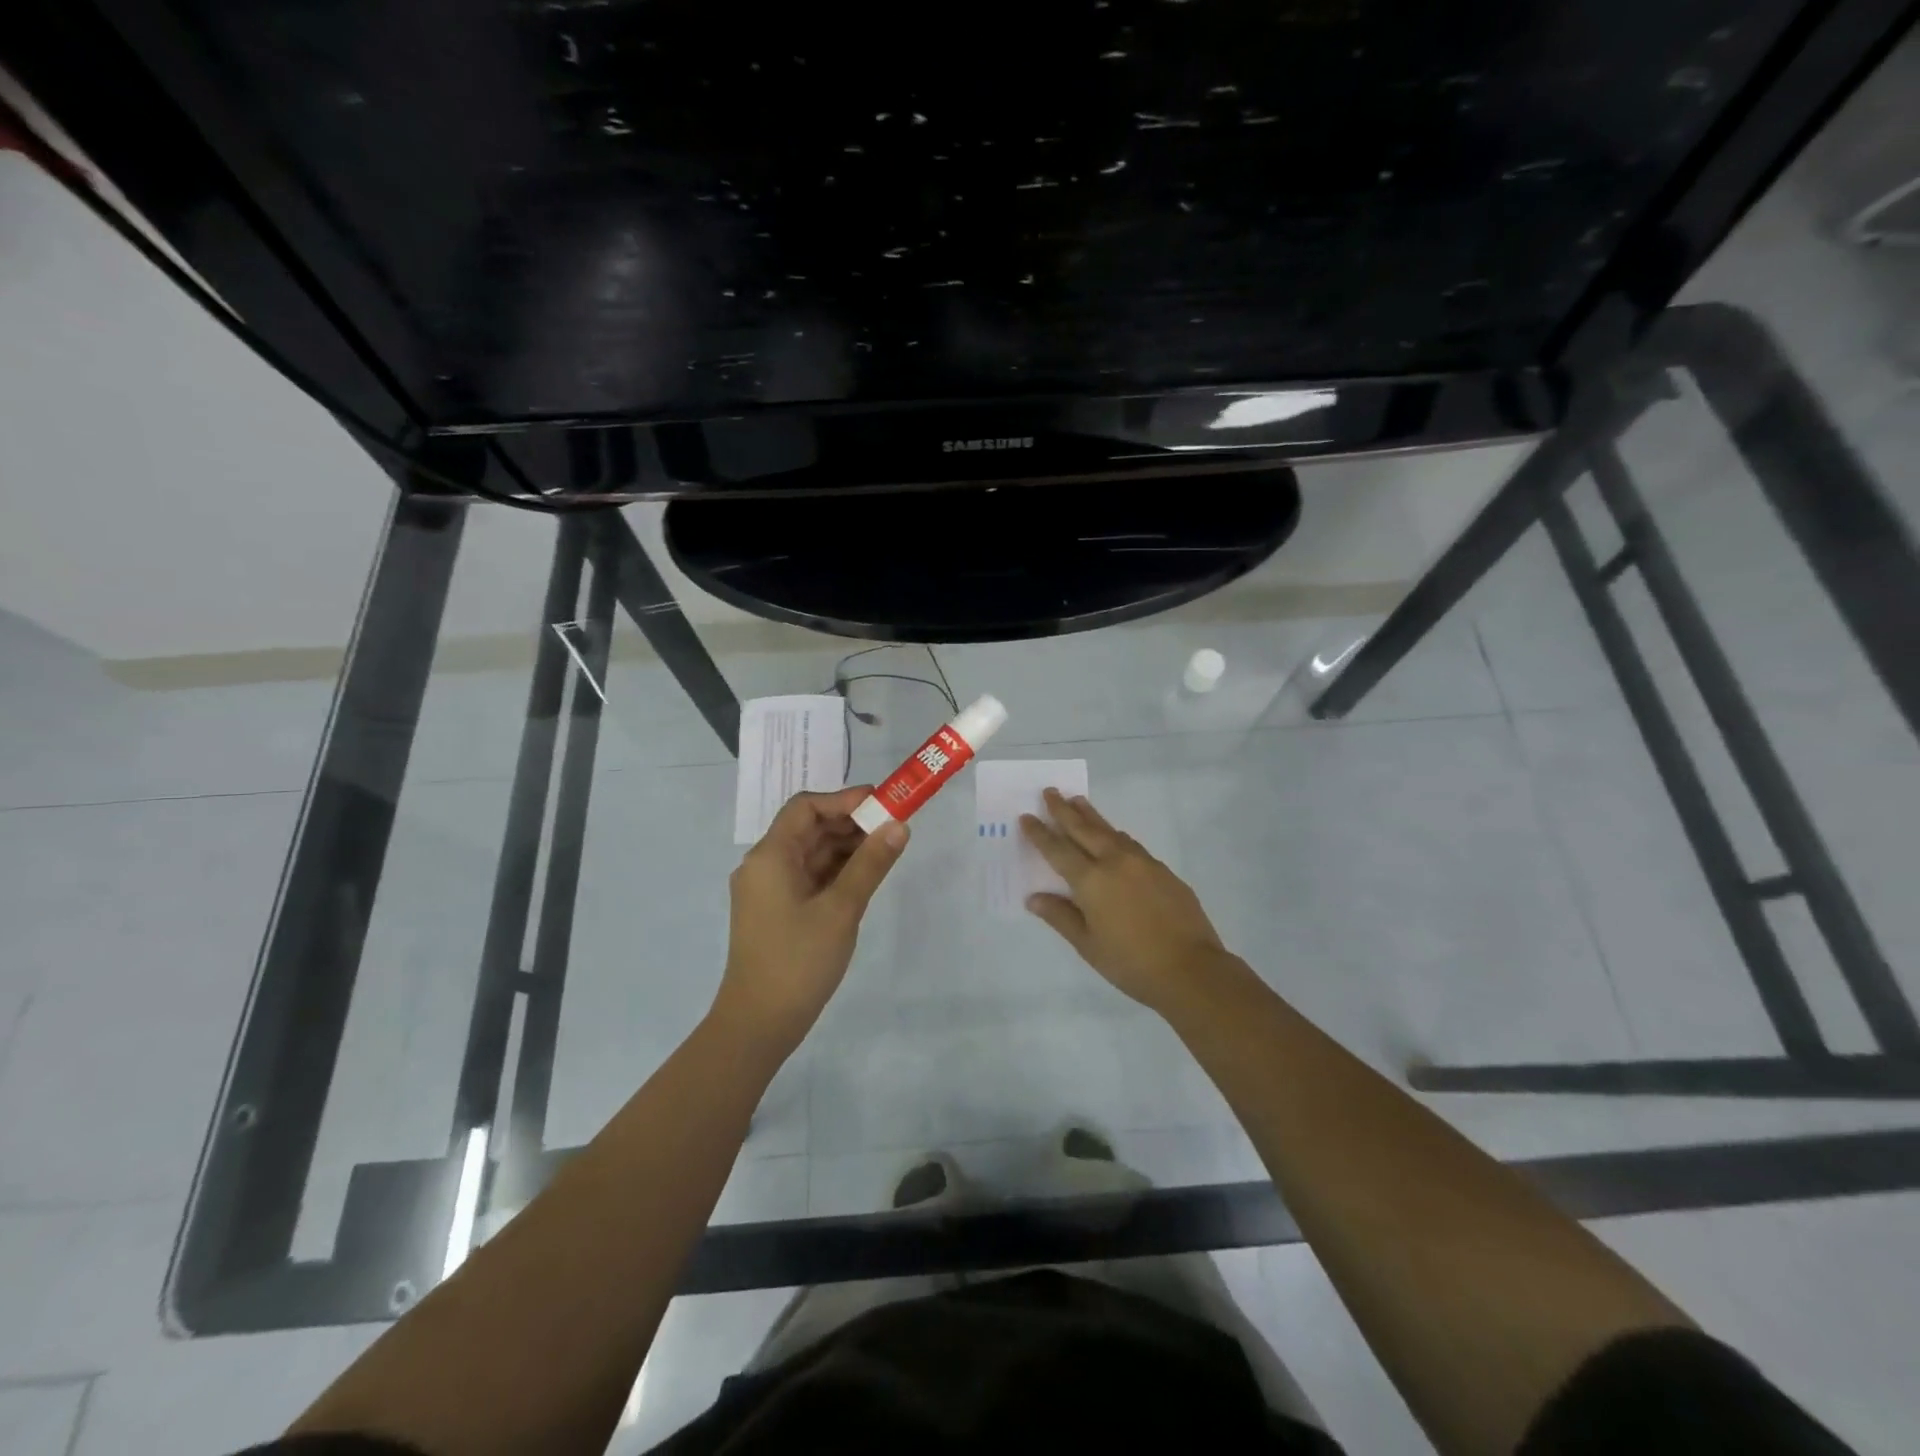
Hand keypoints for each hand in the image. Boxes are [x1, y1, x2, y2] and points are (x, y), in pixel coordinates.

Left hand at [713, 786, 907, 1054]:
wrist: (758, 1024)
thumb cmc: (798, 961)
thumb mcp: (841, 909)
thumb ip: (870, 864)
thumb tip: (898, 826)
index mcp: (770, 856)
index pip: (806, 807)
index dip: (844, 799)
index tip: (882, 802)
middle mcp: (764, 865)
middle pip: (808, 828)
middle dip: (850, 823)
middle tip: (892, 825)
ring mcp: (769, 890)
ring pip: (810, 853)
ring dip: (845, 847)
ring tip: (886, 849)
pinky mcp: (777, 911)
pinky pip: (808, 876)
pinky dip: (835, 870)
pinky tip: (865, 875)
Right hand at [1021, 789, 1231, 1013]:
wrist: (1191, 969)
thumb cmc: (1131, 963)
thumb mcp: (1087, 945)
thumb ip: (1060, 916)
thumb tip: (1034, 898)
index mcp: (1091, 881)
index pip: (1058, 850)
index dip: (1040, 833)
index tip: (1026, 816)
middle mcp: (1114, 862)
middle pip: (1083, 829)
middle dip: (1063, 810)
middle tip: (1050, 791)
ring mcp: (1142, 862)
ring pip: (1110, 831)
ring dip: (1090, 815)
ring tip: (1078, 801)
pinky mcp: (1162, 870)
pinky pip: (1130, 844)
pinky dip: (1114, 834)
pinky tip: (1113, 836)